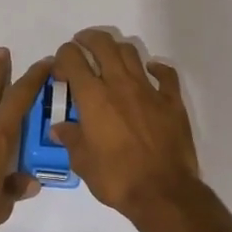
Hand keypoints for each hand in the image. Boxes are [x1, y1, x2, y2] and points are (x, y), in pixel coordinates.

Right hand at [51, 28, 201, 225]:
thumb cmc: (117, 178)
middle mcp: (119, 84)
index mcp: (93, 97)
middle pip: (103, 44)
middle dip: (88, 39)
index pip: (73, 59)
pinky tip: (151, 71)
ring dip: (117, 49)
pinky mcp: (171, 101)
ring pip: (131, 53)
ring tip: (109, 56)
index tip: (60, 69)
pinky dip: (156, 68)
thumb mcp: (83, 163)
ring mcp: (149, 89)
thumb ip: (70, 139)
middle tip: (81, 44)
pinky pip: (165, 74)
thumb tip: (59, 127)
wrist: (163, 192)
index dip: (63, 57)